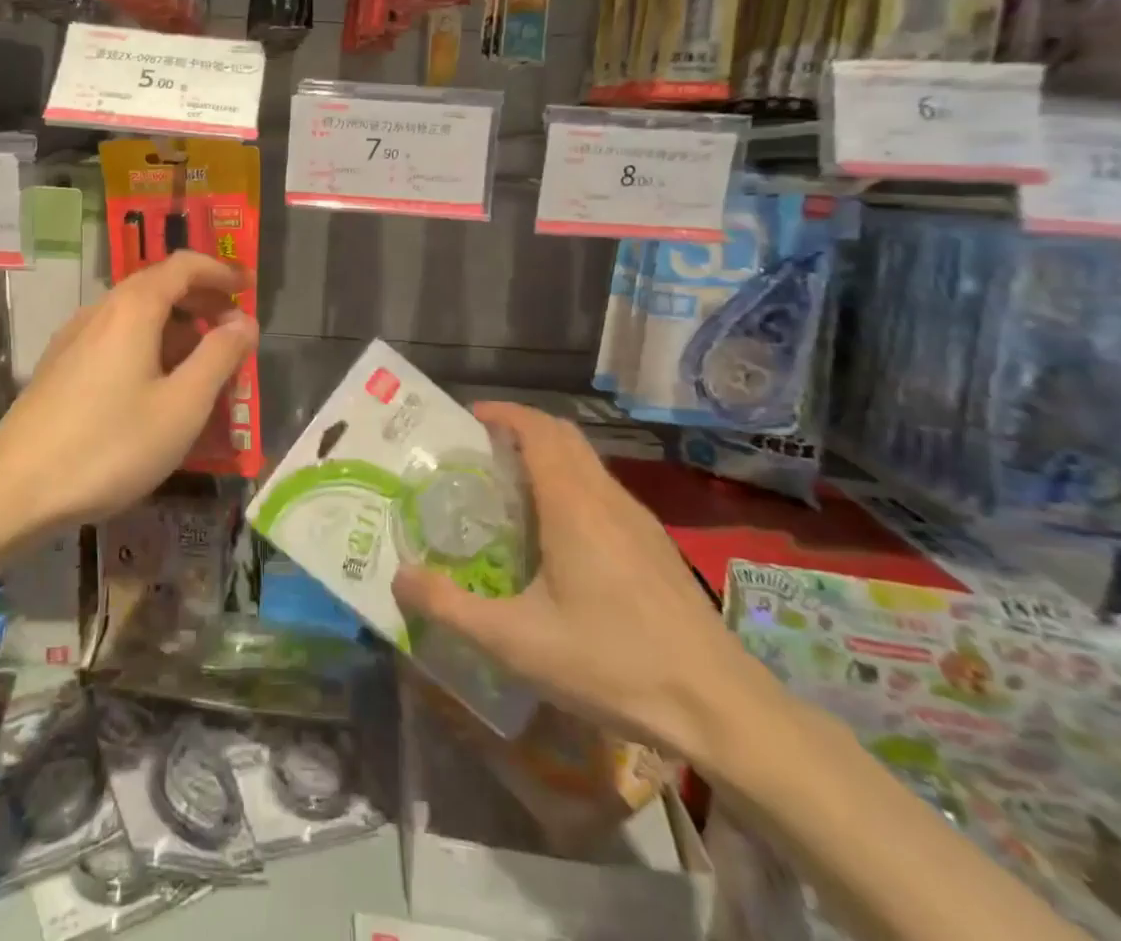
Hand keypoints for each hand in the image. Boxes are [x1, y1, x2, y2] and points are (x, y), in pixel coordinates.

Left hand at [0, 252, 257, 528]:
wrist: (14, 489)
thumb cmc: (109, 445)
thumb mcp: (181, 406)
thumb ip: (218, 357)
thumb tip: (244, 320)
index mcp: (133, 308)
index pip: (183, 265)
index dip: (221, 270)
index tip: (249, 286)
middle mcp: (101, 310)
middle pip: (158, 286)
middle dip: (201, 300)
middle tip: (234, 328)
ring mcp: (75, 338)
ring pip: (136, 315)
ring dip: (176, 326)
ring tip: (203, 364)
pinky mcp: (60, 366)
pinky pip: (116, 339)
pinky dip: (149, 345)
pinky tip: (156, 386)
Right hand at [393, 402, 777, 764]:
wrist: (722, 708)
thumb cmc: (613, 663)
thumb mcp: (515, 642)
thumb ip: (450, 607)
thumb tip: (398, 577)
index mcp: (573, 504)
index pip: (537, 428)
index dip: (502, 413)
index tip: (468, 419)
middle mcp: (606, 497)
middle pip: (563, 435)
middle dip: (521, 428)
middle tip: (480, 452)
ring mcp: (638, 520)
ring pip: (587, 462)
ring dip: (548, 456)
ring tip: (511, 490)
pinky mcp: (656, 545)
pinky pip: (604, 490)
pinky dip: (572, 484)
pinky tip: (559, 536)